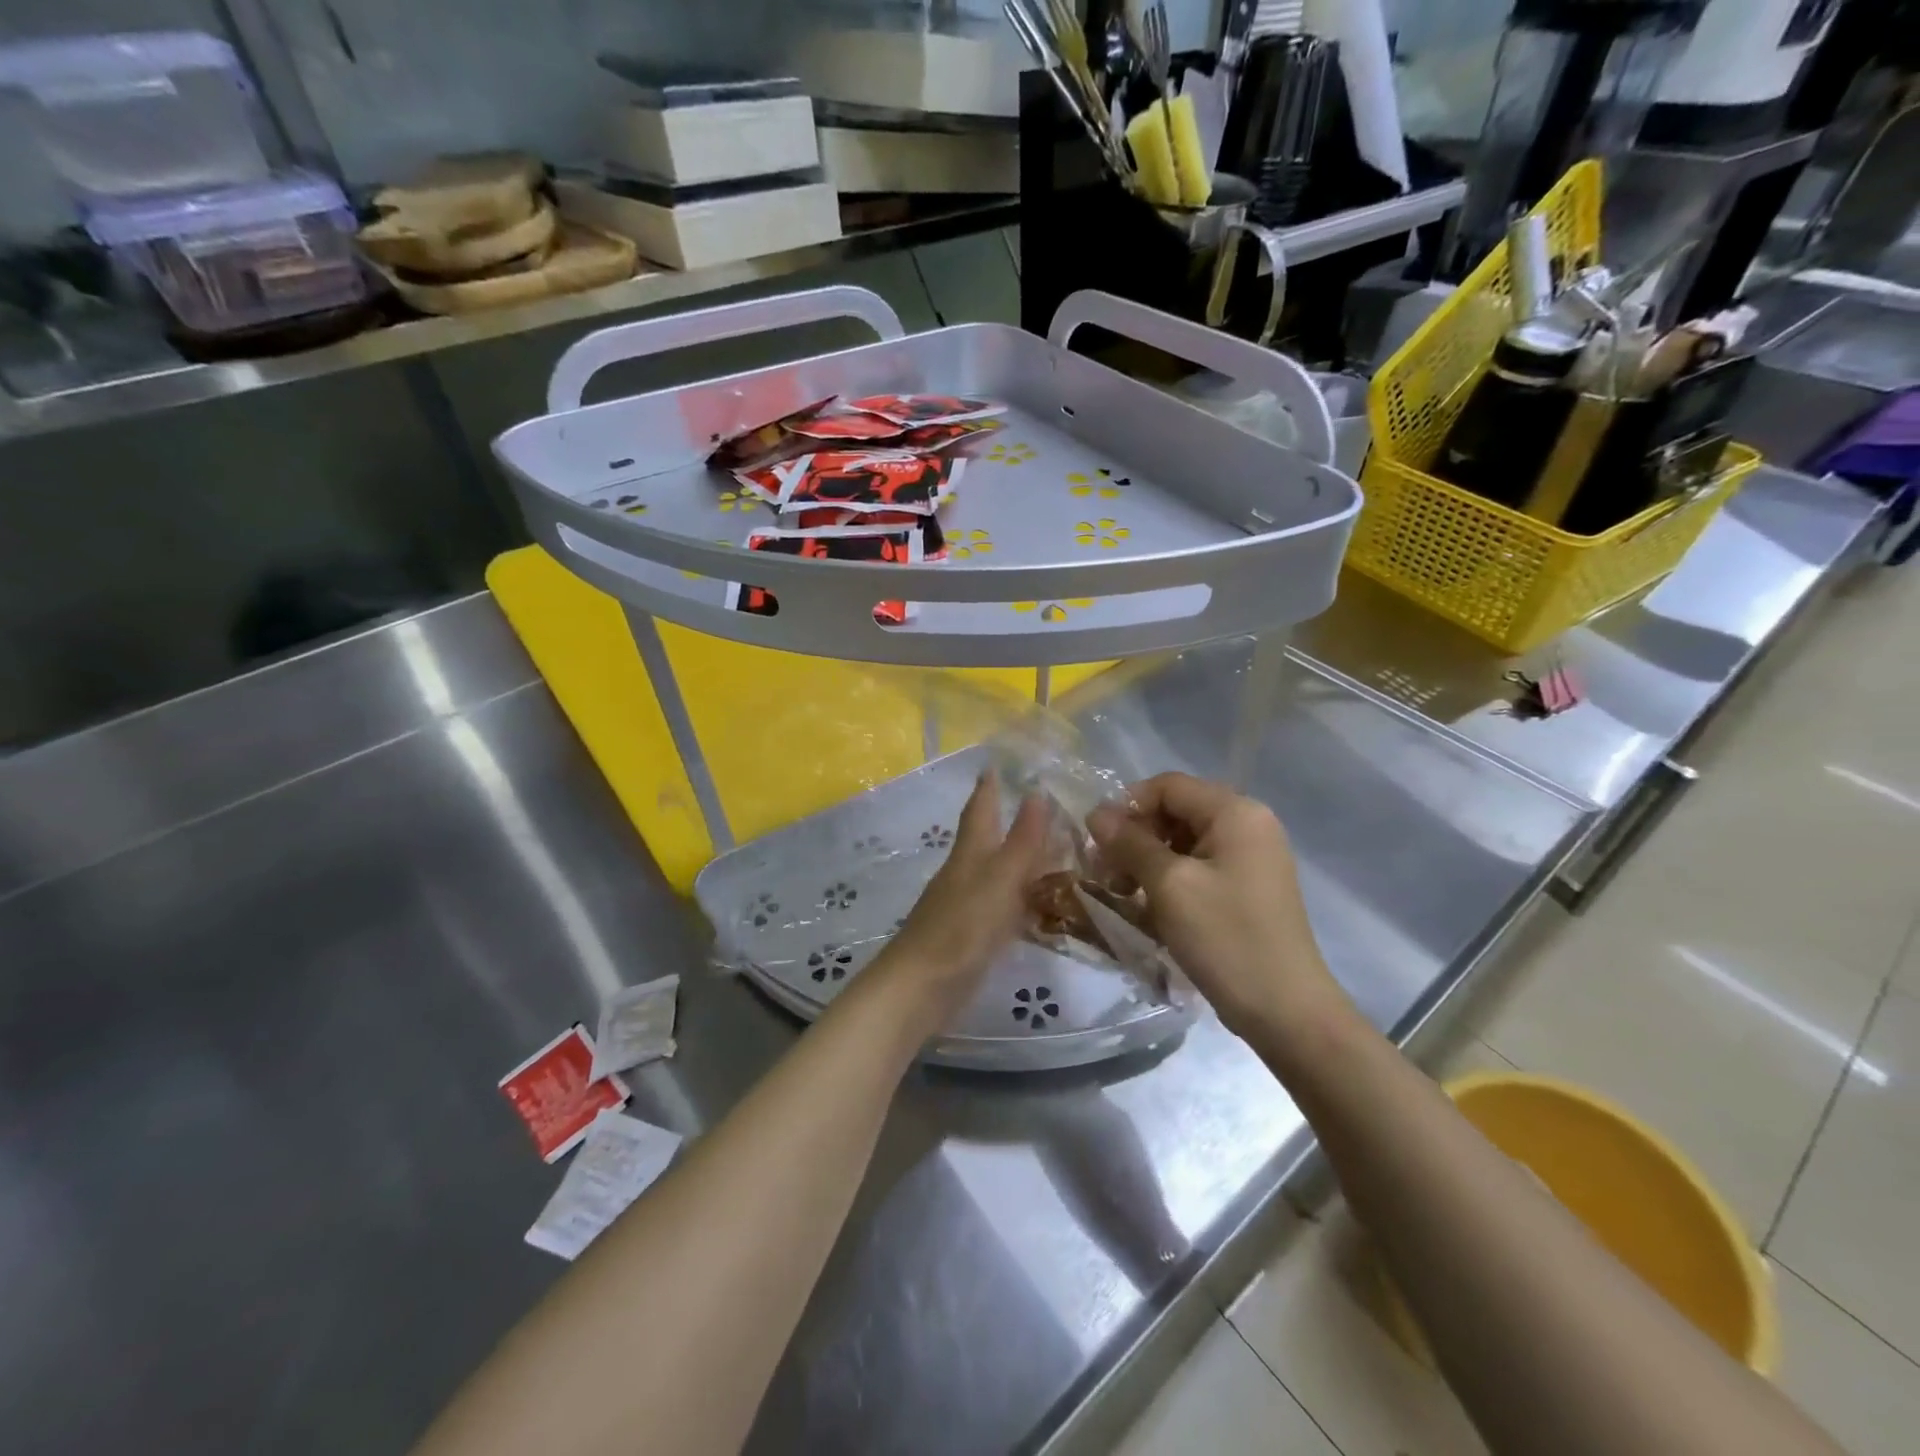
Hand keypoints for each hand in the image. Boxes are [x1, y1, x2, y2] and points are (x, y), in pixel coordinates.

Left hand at [866, 774, 1049, 1033]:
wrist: (922, 986)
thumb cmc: (963, 926)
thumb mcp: (1000, 879)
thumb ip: (1022, 840)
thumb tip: (1037, 792)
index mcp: (970, 853)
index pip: (980, 809)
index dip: (989, 787)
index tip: (996, 764)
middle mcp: (966, 873)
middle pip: (988, 839)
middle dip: (1009, 821)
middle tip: (1043, 807)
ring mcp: (966, 906)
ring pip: (998, 873)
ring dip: (1021, 861)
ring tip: (1055, 853)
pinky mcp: (971, 936)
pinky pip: (1003, 907)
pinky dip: (1022, 900)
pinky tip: (1040, 908)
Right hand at [1087, 772, 1347, 1039]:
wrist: (1285, 1011)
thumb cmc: (1225, 938)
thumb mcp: (1169, 886)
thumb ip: (1130, 843)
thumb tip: (1096, 813)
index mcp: (1236, 813)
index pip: (1168, 785)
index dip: (1128, 806)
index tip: (1100, 844)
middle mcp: (1249, 824)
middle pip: (1176, 811)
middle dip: (1136, 837)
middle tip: (1107, 874)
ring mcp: (1251, 858)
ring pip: (1184, 842)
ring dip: (1148, 862)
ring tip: (1125, 895)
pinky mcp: (1248, 887)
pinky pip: (1199, 867)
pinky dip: (1170, 880)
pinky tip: (1151, 910)